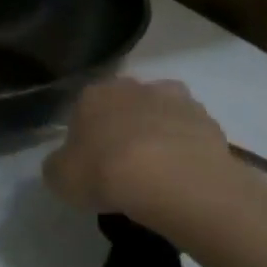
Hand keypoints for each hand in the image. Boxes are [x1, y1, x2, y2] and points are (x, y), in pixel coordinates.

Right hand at [43, 77, 231, 220]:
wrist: (172, 180)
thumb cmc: (105, 173)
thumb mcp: (60, 178)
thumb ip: (58, 165)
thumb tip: (65, 163)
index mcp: (94, 94)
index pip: (83, 109)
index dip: (86, 136)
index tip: (90, 162)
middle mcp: (134, 86)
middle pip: (125, 106)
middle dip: (124, 128)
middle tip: (124, 166)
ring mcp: (176, 99)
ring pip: (161, 114)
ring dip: (158, 134)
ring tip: (158, 173)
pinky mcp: (208, 119)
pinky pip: (190, 134)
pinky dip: (186, 149)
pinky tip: (183, 176)